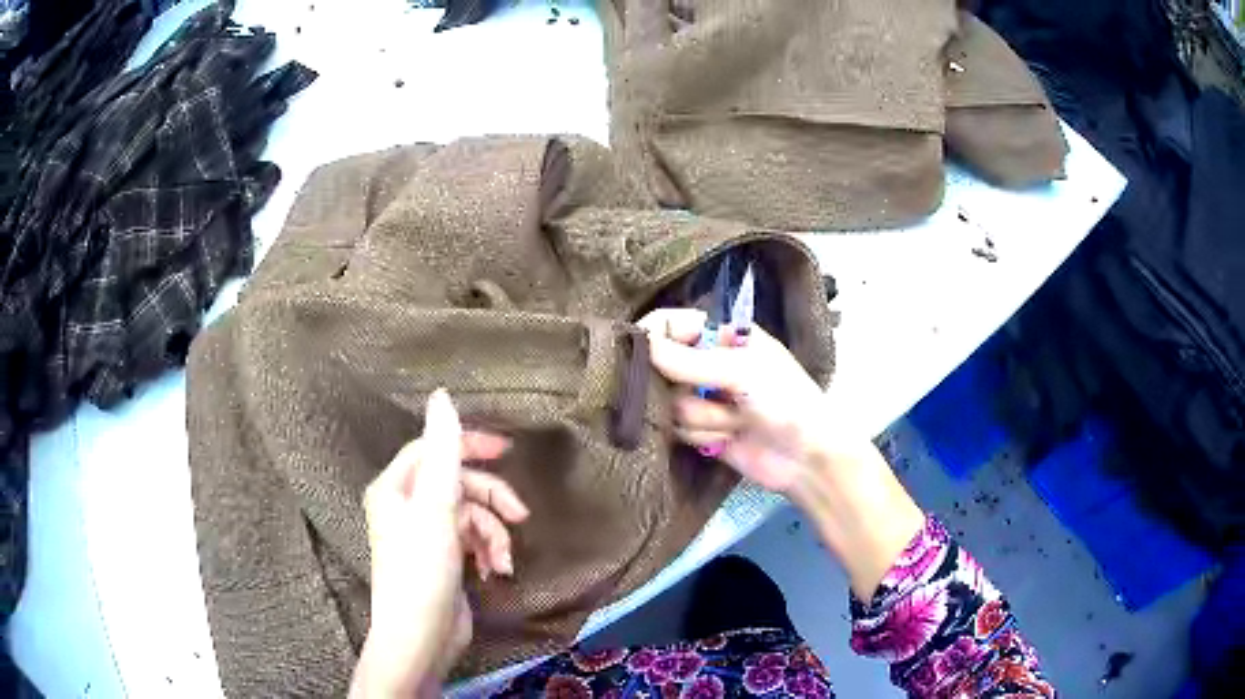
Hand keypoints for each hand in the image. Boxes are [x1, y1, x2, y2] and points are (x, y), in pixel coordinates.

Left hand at [351, 390, 529, 697]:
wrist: (421, 637)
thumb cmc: (422, 569)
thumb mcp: (436, 506)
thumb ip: (443, 449)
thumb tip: (441, 395)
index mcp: (395, 487)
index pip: (434, 448)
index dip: (470, 445)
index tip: (508, 450)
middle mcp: (406, 506)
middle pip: (458, 484)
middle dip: (492, 500)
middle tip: (521, 515)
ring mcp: (426, 535)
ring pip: (471, 515)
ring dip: (494, 535)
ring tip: (503, 560)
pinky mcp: (443, 559)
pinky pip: (472, 541)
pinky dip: (488, 552)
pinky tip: (497, 571)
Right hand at [638, 309, 923, 599]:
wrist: (807, 458)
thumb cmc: (785, 400)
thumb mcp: (743, 371)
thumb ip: (690, 361)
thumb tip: (642, 345)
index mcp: (723, 335)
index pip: (671, 325)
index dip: (652, 337)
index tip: (637, 354)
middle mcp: (708, 363)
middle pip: (660, 367)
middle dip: (682, 386)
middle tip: (706, 394)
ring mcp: (704, 398)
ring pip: (669, 403)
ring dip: (702, 416)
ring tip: (736, 420)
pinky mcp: (702, 430)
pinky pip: (678, 429)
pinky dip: (704, 434)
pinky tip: (730, 438)